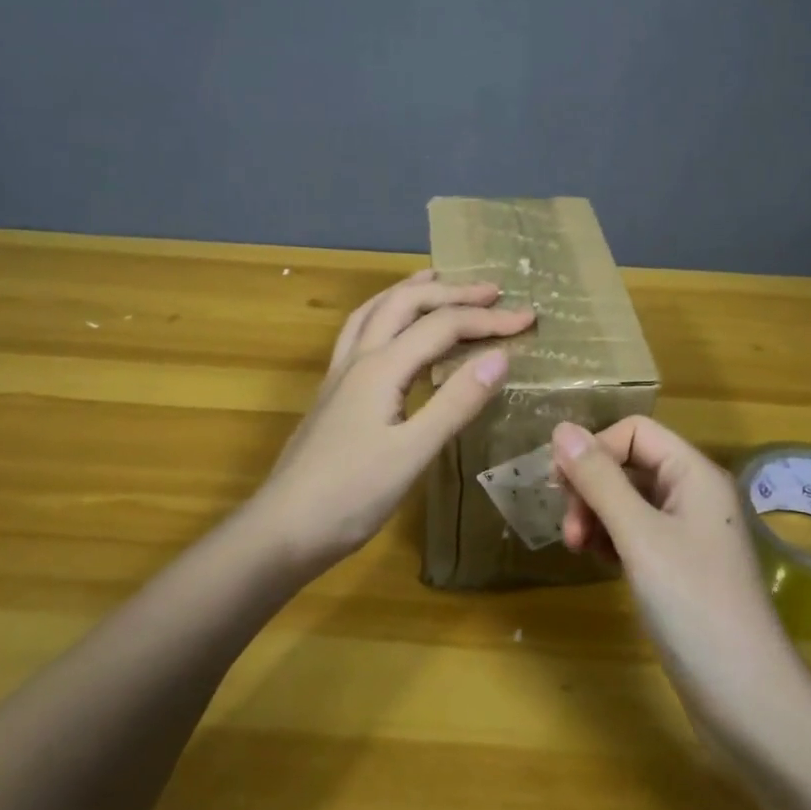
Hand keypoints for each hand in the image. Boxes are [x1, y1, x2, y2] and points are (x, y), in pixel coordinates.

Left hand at [255, 269, 533, 570]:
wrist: (282, 530)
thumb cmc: (351, 496)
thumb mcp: (413, 453)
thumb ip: (456, 402)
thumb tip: (500, 356)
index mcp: (381, 367)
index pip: (442, 326)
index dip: (488, 319)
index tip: (528, 318)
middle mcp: (358, 359)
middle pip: (405, 303)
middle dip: (451, 292)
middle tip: (491, 290)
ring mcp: (340, 375)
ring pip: (375, 311)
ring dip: (410, 291)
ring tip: (436, 279)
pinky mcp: (333, 394)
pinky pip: (361, 333)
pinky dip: (386, 315)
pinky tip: (394, 332)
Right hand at [552, 417, 807, 722]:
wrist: (748, 700)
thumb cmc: (694, 606)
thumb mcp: (639, 537)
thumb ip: (599, 480)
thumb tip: (561, 428)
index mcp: (694, 474)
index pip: (634, 432)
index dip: (594, 449)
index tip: (561, 487)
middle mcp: (694, 495)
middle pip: (630, 464)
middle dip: (591, 487)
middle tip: (569, 530)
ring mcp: (689, 533)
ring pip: (629, 500)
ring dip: (596, 515)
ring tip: (579, 549)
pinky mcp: (681, 567)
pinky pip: (637, 533)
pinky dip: (612, 540)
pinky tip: (599, 563)